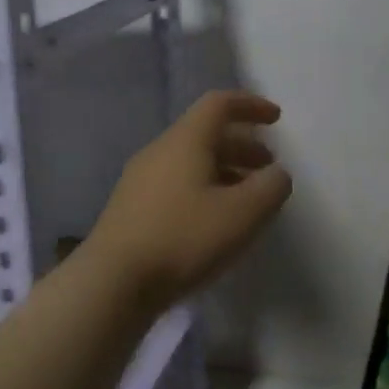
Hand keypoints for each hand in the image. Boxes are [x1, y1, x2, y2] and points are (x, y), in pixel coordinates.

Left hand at [83, 90, 291, 313]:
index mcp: (186, 140)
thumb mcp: (243, 213)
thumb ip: (271, 187)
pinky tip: (214, 223)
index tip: (276, 119)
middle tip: (268, 168)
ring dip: (224, 171)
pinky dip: (204, 191)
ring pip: (190, 162)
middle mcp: (160, 151)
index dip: (250, 105)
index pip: (219, 104)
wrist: (112, 284)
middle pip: (205, 134)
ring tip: (247, 200)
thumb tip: (277, 174)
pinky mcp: (131, 210)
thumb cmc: (183, 238)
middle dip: (242, 145)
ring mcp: (140, 181)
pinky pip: (176, 185)